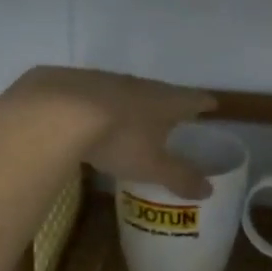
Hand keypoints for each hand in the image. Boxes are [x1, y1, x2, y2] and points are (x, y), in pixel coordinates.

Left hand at [6, 66, 217, 199]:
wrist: (59, 111)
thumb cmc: (119, 139)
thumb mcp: (153, 166)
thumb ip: (180, 177)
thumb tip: (209, 190)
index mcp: (165, 101)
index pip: (193, 99)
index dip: (204, 103)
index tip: (212, 105)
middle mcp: (139, 84)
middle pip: (160, 92)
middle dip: (168, 104)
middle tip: (173, 116)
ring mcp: (106, 80)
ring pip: (127, 92)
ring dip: (133, 104)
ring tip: (134, 119)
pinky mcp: (75, 83)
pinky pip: (96, 95)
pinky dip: (101, 107)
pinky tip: (92, 119)